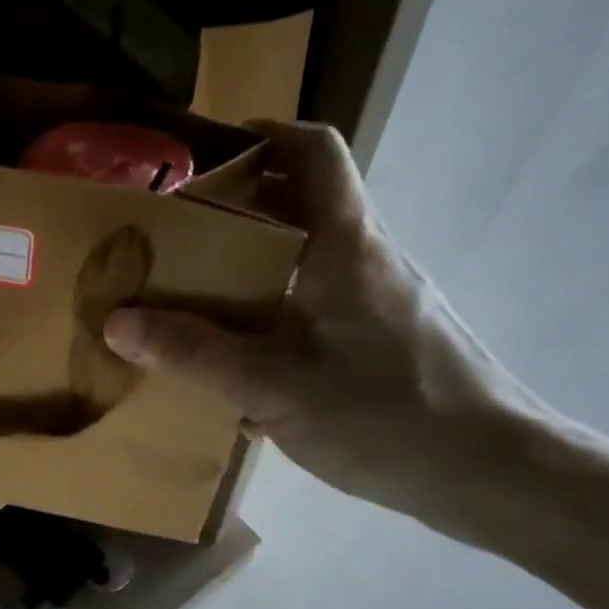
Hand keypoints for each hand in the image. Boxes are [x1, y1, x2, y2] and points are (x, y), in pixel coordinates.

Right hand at [102, 121, 545, 536]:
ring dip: (253, 270)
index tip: (204, 157)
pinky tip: (244, 366)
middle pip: (301, 205)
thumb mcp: (275, 386)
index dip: (260, 136)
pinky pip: (320, 307)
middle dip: (236, 213)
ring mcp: (383, 299)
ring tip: (195, 304)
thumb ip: (195, 353)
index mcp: (344, 243)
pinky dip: (277, 316)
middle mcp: (367, 256)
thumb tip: (117, 320)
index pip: (312, 150)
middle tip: (175, 243)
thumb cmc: (385, 414)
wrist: (490, 472)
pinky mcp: (389, 339)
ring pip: (308, 261)